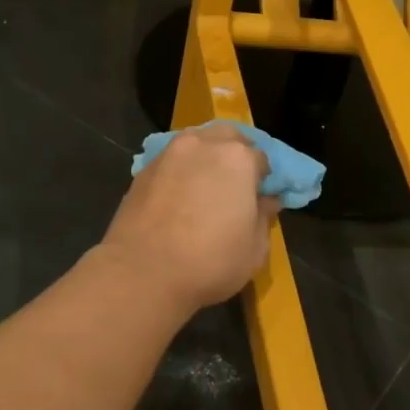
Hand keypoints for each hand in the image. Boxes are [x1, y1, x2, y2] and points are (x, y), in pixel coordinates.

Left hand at [100, 124, 280, 310]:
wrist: (142, 272)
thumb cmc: (210, 262)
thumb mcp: (254, 249)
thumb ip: (264, 217)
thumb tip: (266, 200)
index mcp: (238, 159)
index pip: (262, 158)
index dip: (264, 179)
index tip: (261, 198)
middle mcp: (203, 145)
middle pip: (227, 137)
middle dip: (236, 154)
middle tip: (236, 185)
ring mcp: (169, 154)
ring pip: (196, 143)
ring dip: (206, 158)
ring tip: (205, 187)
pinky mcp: (143, 170)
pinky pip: (171, 161)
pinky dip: (181, 171)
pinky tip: (179, 196)